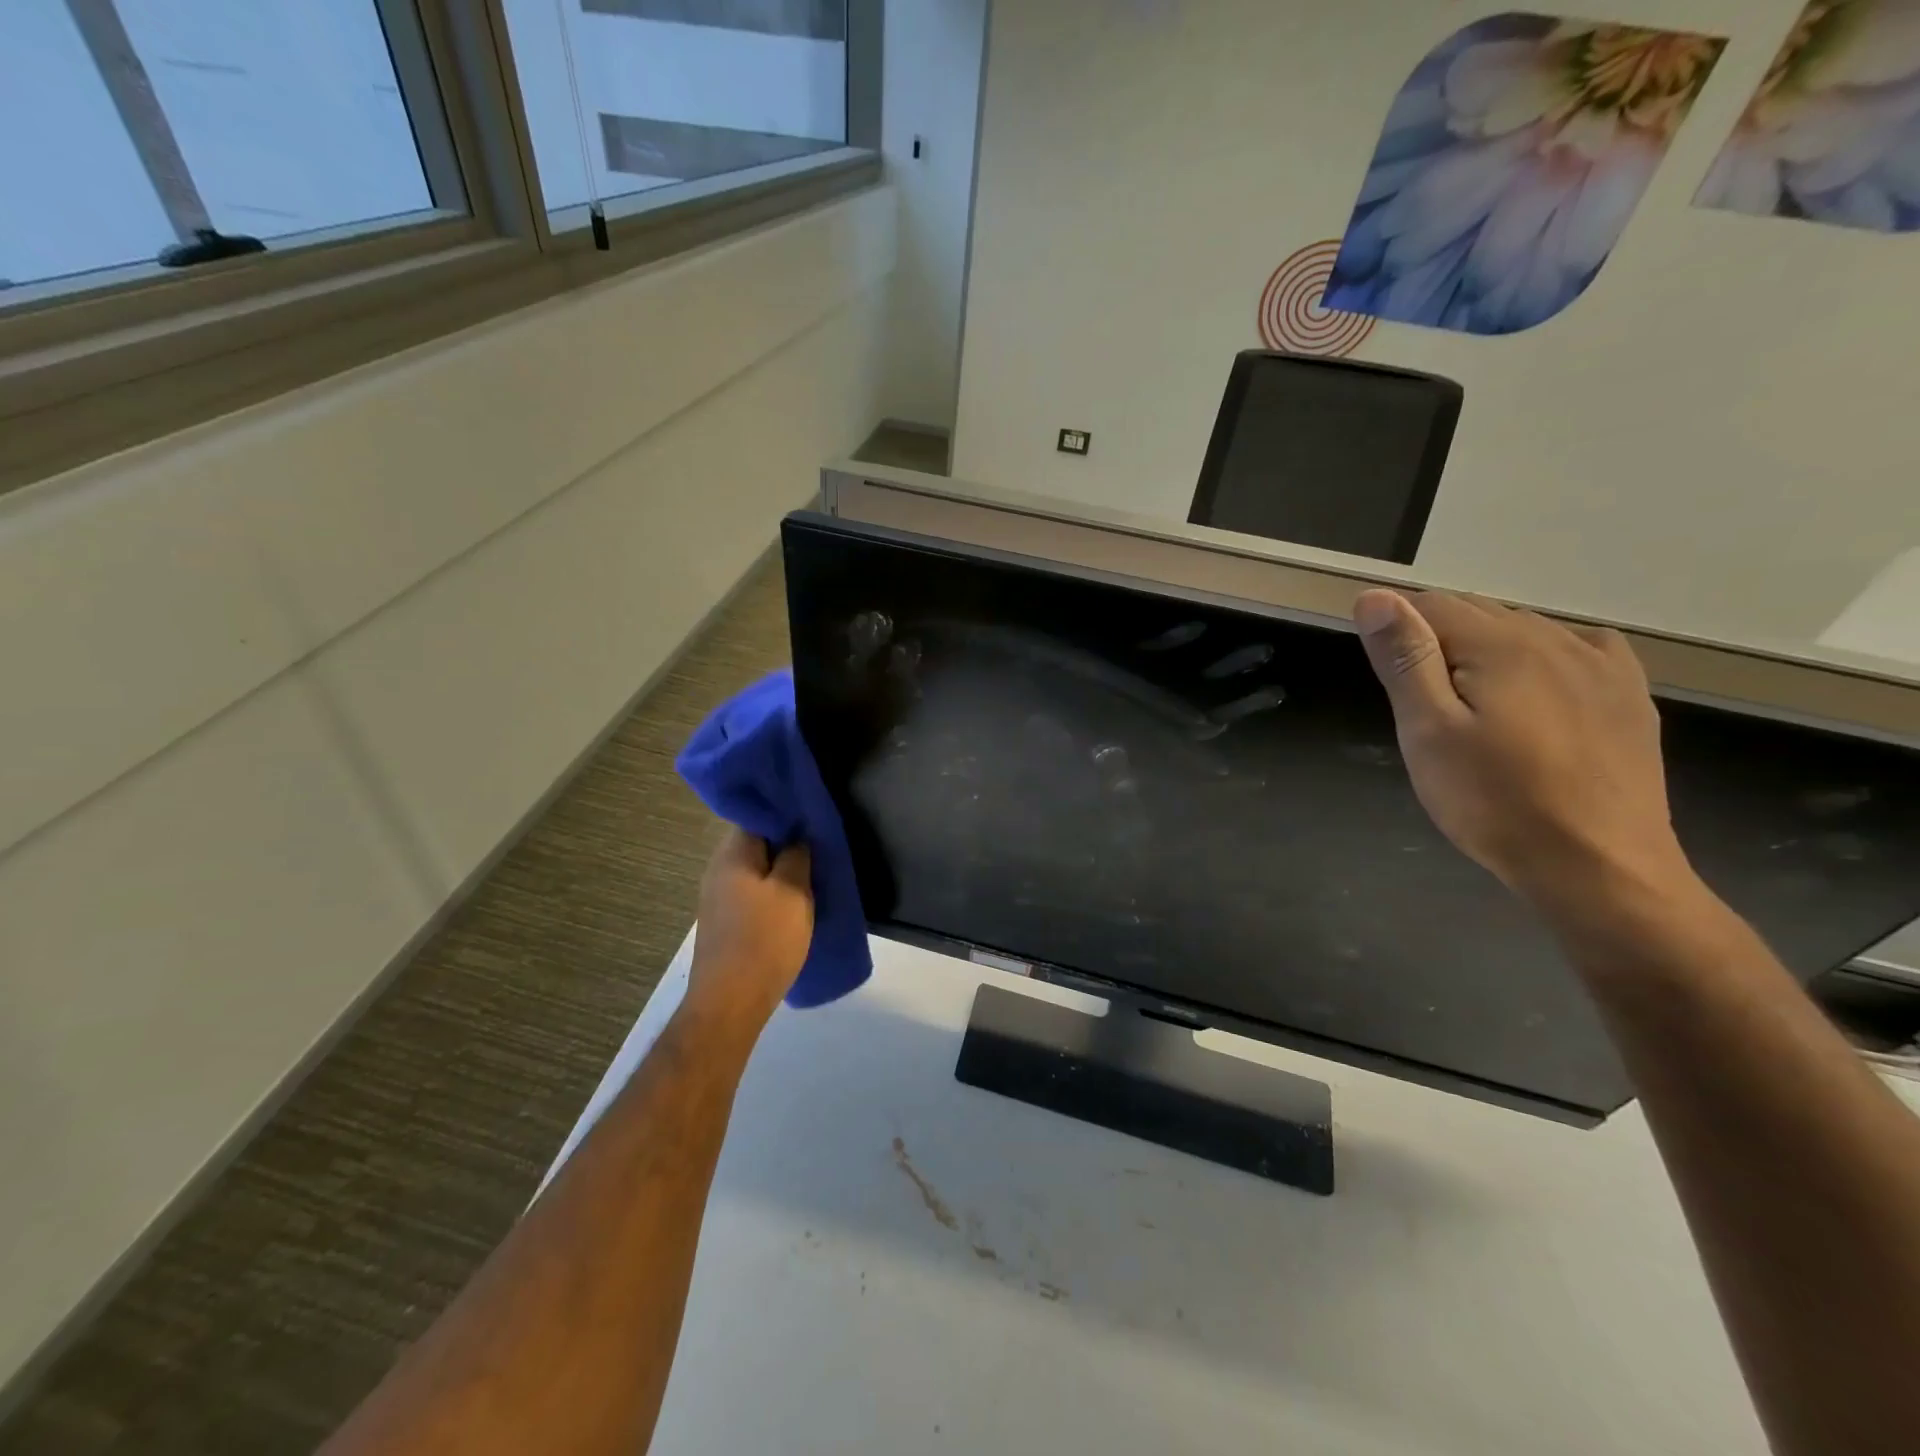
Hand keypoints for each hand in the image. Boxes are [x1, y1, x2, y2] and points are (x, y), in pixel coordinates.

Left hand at [685, 830, 813, 1034]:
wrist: (731, 1003)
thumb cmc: (765, 939)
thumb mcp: (793, 891)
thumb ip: (797, 855)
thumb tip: (796, 836)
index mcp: (732, 854)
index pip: (758, 815)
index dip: (786, 813)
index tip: (812, 817)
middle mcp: (718, 869)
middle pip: (756, 843)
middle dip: (786, 844)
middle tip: (819, 847)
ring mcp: (717, 898)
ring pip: (755, 871)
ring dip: (780, 871)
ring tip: (812, 876)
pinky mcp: (723, 922)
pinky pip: (751, 894)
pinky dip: (771, 893)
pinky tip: (792, 905)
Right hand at [1353, 589, 1690, 910]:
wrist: (1598, 867)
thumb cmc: (1494, 801)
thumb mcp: (1428, 731)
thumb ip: (1405, 659)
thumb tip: (1376, 597)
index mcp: (1499, 645)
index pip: (1430, 605)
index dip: (1396, 631)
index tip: (1385, 677)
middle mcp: (1554, 638)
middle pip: (1476, 612)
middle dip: (1436, 641)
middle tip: (1420, 702)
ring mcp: (1600, 665)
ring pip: (1523, 629)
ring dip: (1484, 649)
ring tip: (1469, 706)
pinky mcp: (1627, 695)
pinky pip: (1578, 647)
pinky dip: (1542, 655)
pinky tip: (1536, 687)